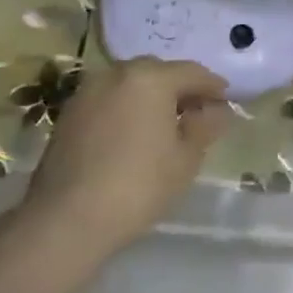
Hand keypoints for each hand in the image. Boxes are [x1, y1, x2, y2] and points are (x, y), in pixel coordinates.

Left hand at [22, 57, 231, 256]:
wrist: (67, 220)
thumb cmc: (138, 186)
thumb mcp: (185, 159)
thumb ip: (204, 126)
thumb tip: (217, 110)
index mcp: (152, 77)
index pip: (193, 73)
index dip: (213, 87)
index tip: (226, 101)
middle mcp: (118, 72)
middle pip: (159, 72)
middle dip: (179, 88)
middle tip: (196, 113)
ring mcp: (89, 90)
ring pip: (130, 84)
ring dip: (150, 97)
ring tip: (163, 125)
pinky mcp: (70, 112)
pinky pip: (109, 100)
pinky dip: (125, 109)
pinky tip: (132, 135)